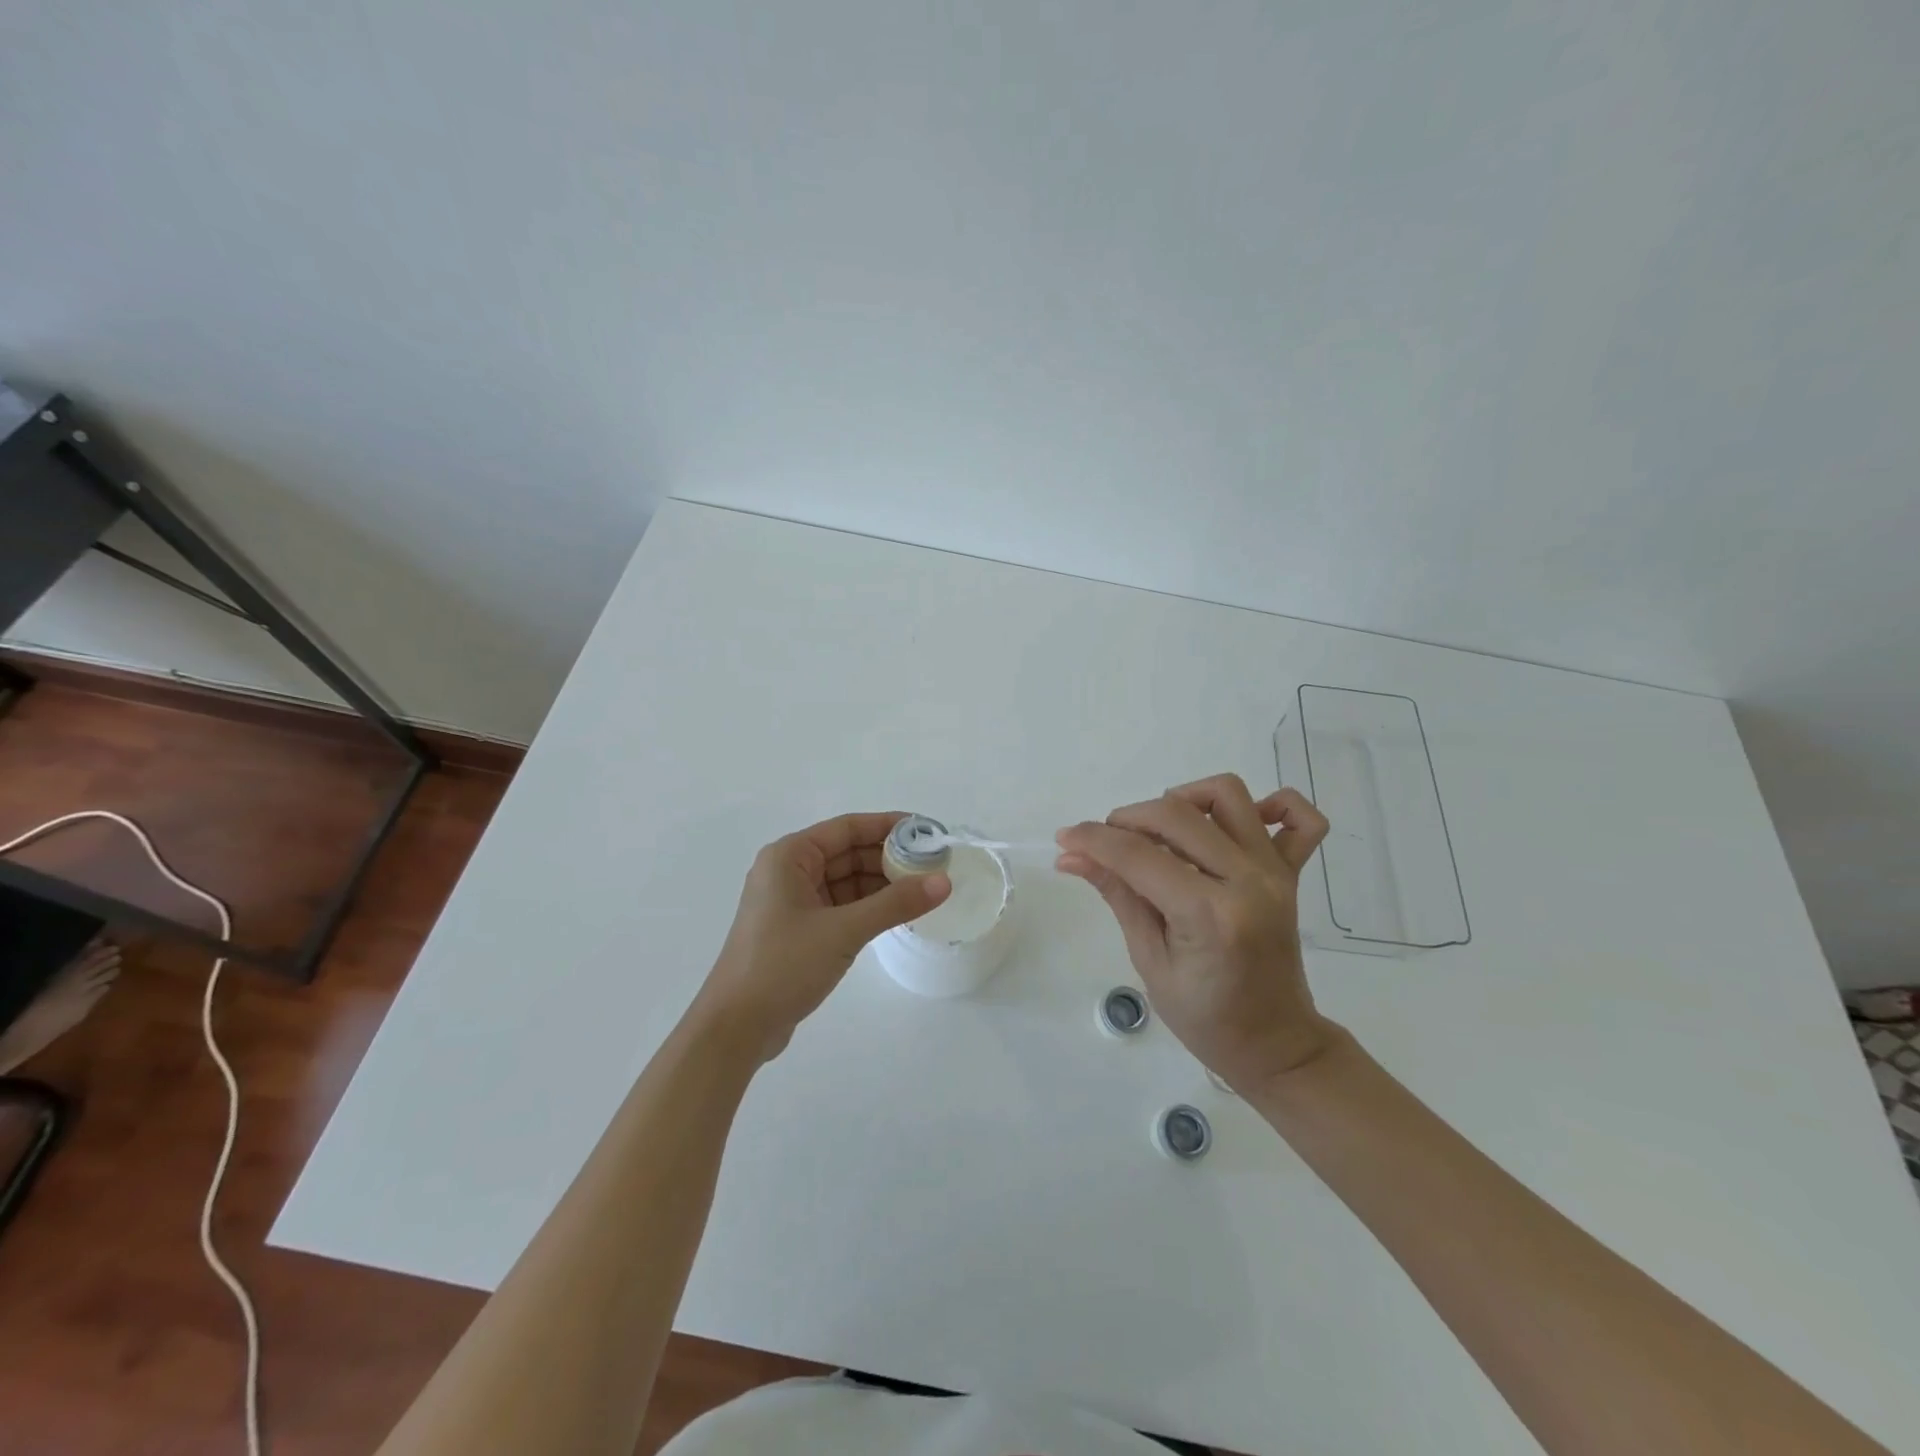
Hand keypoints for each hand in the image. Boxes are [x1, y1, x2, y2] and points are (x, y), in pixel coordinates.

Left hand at [694, 812, 949, 1062]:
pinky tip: (898, 914)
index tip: (928, 832)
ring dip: (882, 885)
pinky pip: (841, 906)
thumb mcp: (844, 930)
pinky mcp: (799, 930)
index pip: (847, 828)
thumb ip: (895, 903)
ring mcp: (793, 902)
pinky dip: (868, 907)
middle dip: (889, 858)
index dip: (889, 826)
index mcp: (790, 857)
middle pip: (848, 853)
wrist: (735, 1028)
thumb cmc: (783, 966)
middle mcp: (789, 871)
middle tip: (934, 866)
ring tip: (925, 890)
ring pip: (847, 882)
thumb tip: (943, 881)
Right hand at [1056, 773, 1336, 1094]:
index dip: (1093, 839)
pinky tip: (1230, 826)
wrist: (1275, 1044)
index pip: (1137, 854)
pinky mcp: (1291, 872)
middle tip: (1105, 844)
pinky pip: (1301, 819)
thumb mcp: (1149, 960)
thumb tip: (1072, 855)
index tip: (1064, 838)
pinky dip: (1270, 806)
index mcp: (1209, 914)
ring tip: (1161, 832)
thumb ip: (1117, 895)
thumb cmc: (1205, 1019)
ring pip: (1227, 795)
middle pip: (1176, 814)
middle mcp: (1247, 880)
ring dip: (1183, 799)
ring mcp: (1275, 872)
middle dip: (1126, 818)